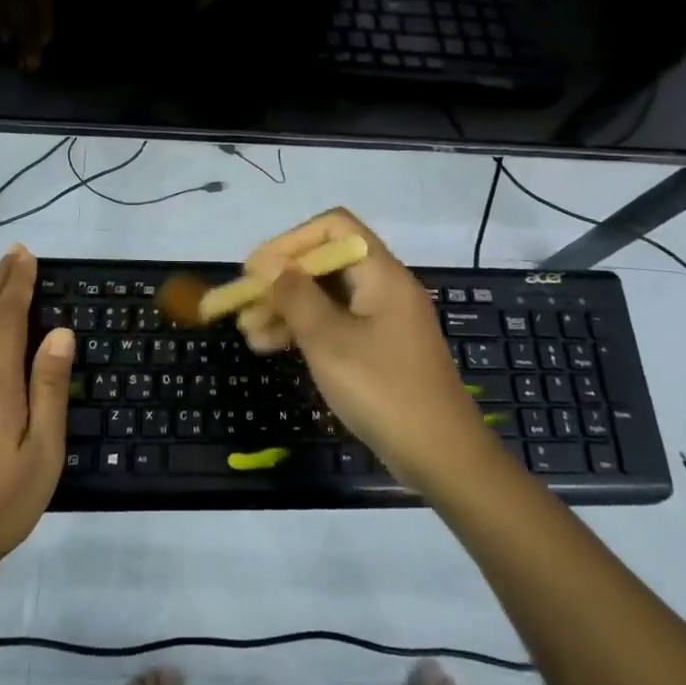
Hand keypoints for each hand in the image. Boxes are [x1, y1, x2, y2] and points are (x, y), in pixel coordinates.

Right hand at [237, 209, 496, 493]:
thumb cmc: (382, 389)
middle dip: (281, 281)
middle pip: (326, 263)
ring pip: (326, 297)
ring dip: (286, 309)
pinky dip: (305, 331)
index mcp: (381, 273)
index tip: (257, 268)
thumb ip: (295, 296)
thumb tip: (269, 264)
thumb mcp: (329, 340)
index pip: (333, 227)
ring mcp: (383, 319)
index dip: (291, 241)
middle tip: (243, 304)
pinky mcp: (379, 348)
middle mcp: (384, 287)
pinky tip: (271, 347)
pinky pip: (335, 324)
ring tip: (248, 333)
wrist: (442, 457)